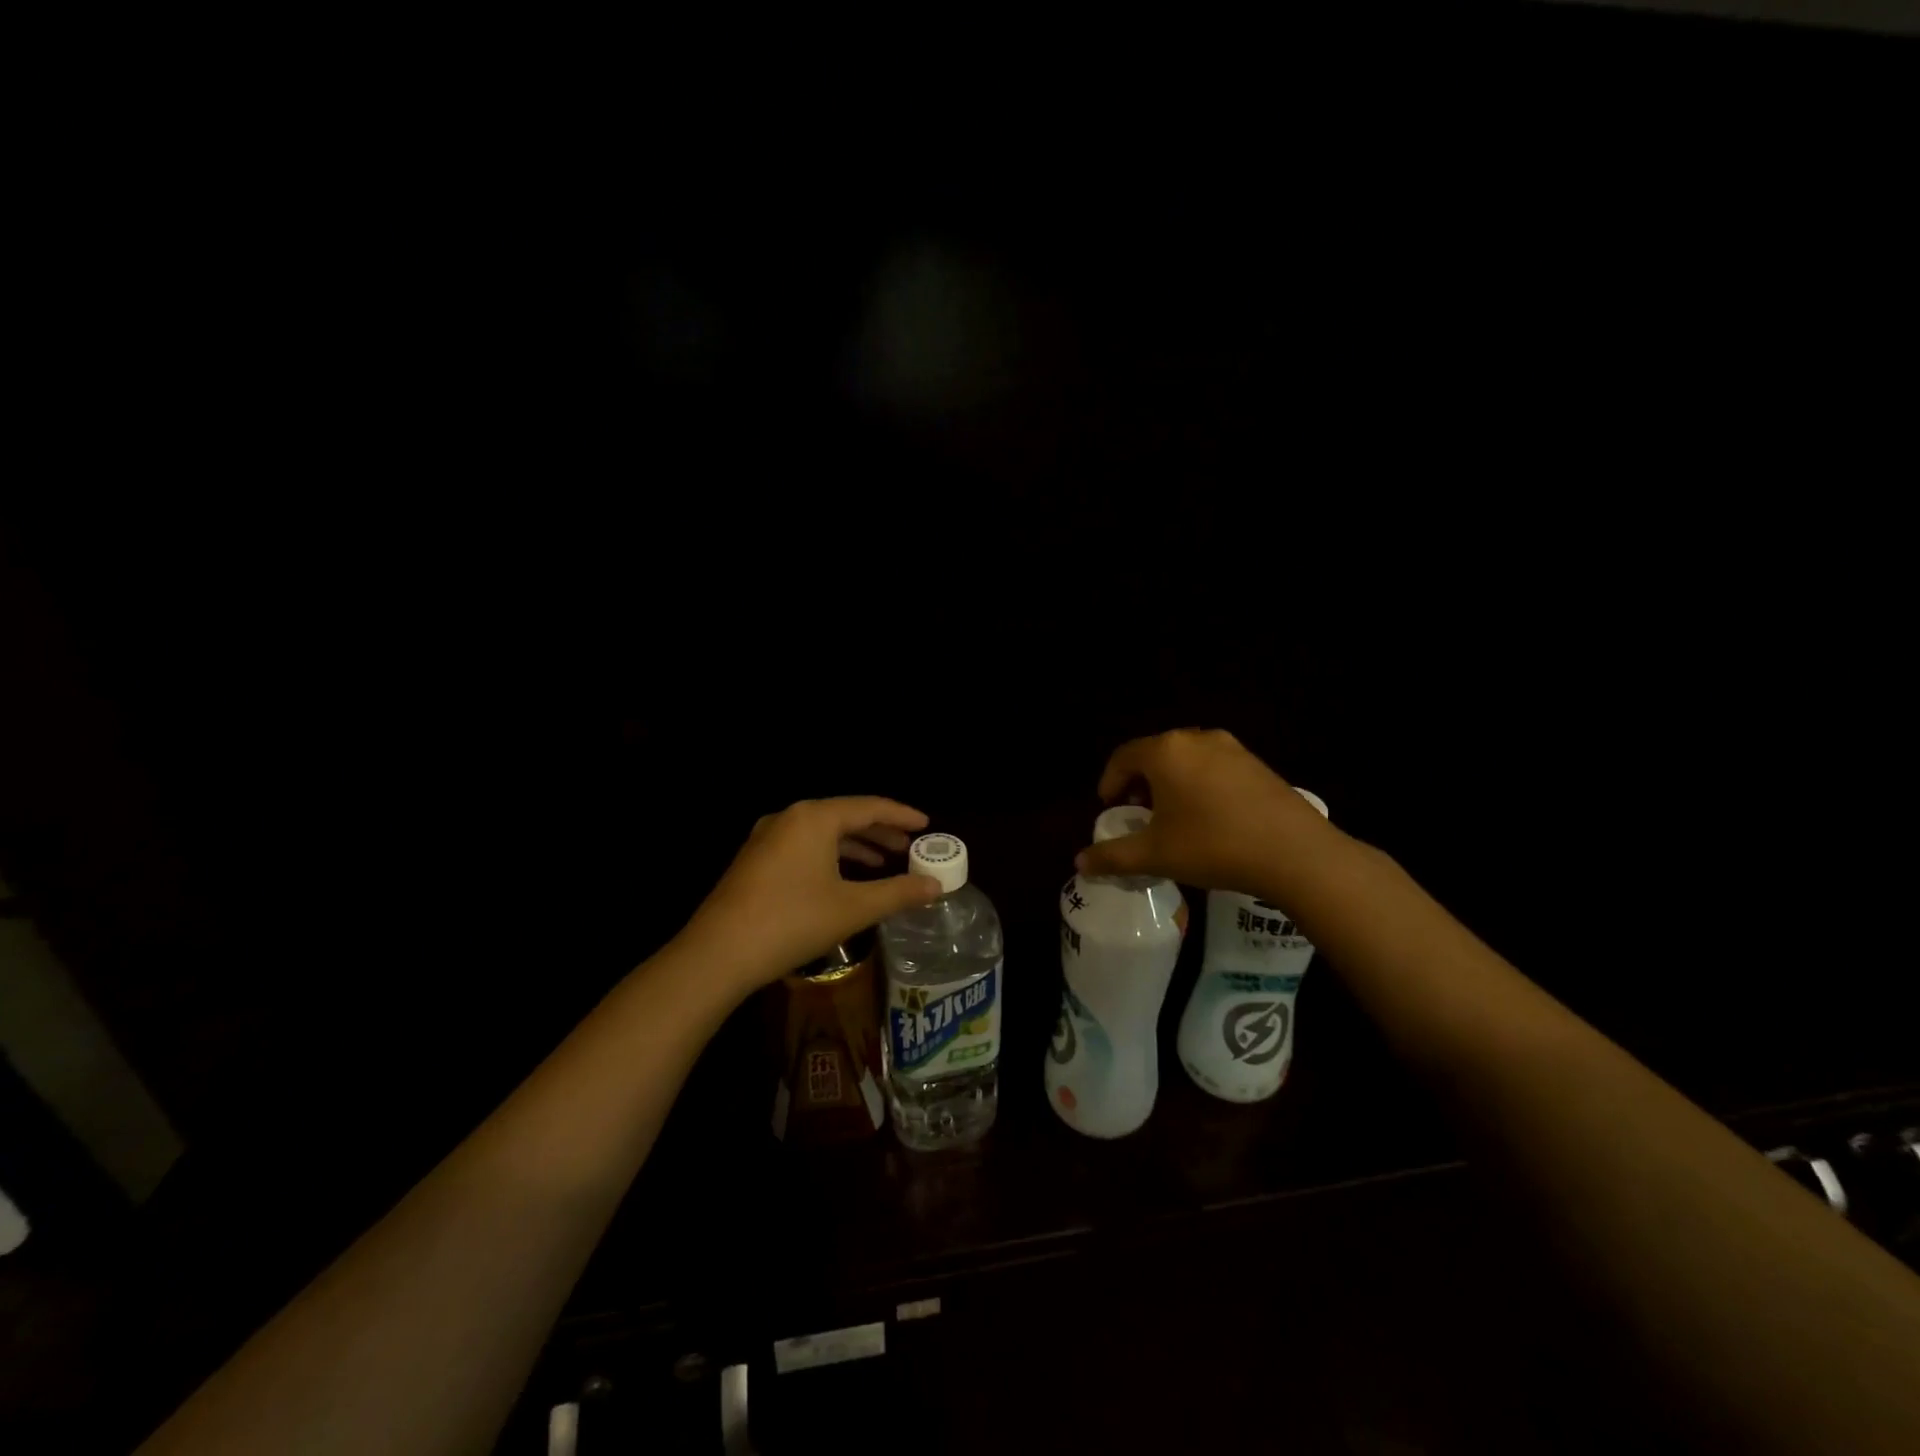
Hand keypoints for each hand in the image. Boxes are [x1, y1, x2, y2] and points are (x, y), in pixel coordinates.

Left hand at [685, 797, 942, 993]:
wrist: (718, 954)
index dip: (901, 816)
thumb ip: (898, 893)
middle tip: (909, 849)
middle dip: (879, 832)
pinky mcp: (754, 861)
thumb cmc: (792, 921)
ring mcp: (766, 838)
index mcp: (814, 818)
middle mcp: (789, 818)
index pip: (869, 806)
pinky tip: (842, 880)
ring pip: (822, 833)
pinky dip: (830, 857)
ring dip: (855, 846)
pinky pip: (803, 847)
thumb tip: (936, 886)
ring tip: (882, 865)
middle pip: (844, 816)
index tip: (927, 825)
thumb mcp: (853, 908)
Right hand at [1074, 729, 1327, 893]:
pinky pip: (1213, 766)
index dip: (1109, 783)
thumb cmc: (1213, 846)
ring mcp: (1231, 748)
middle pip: (1154, 755)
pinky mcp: (1257, 763)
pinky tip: (1209, 818)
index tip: (1110, 809)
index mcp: (1165, 751)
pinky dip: (1199, 784)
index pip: (1122, 757)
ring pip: (1185, 759)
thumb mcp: (1155, 855)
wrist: (1296, 854)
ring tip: (1172, 818)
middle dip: (1139, 783)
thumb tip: (1079, 863)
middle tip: (1138, 815)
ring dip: (1170, 783)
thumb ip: (1113, 856)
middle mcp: (1196, 738)